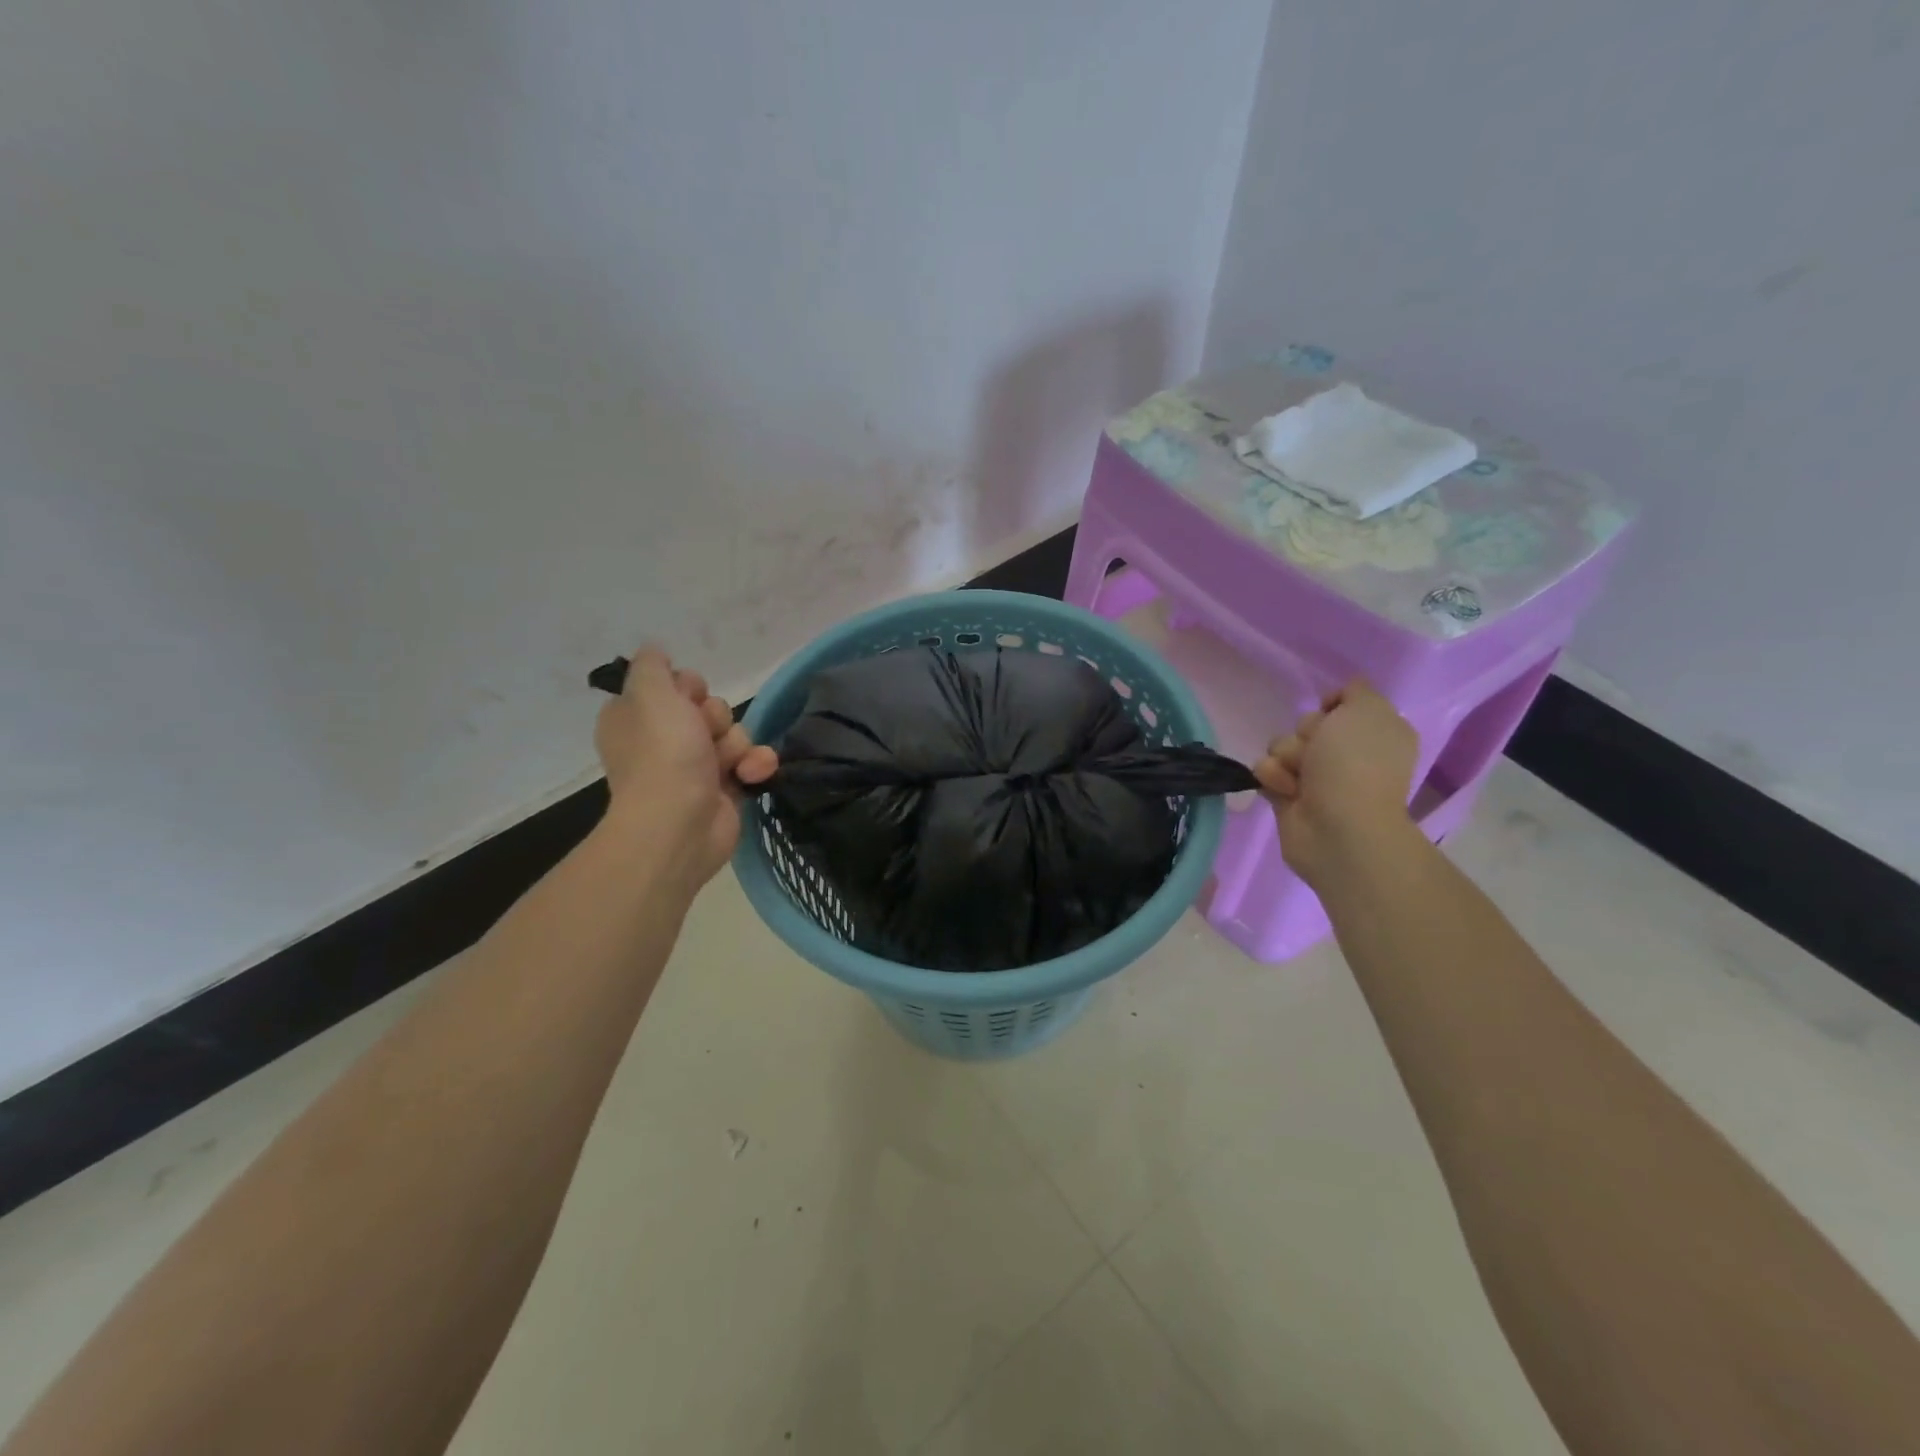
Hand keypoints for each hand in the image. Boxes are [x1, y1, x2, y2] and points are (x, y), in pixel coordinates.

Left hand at [594, 646, 778, 889]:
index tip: (685, 698)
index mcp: (636, 718)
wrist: (681, 823)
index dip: (686, 688)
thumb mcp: (650, 693)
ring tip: (726, 763)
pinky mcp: (724, 789)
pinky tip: (750, 774)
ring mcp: (695, 767)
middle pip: (708, 707)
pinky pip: (750, 762)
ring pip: (734, 733)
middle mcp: (663, 740)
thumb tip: (655, 651)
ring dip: (736, 744)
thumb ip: (652, 665)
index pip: (672, 685)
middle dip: (715, 716)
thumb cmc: (662, 754)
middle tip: (702, 733)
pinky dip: (754, 765)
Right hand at [1253, 678, 1419, 885]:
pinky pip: (1265, 770)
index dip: (1332, 706)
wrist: (1338, 826)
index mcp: (1374, 733)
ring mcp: (1317, 777)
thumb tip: (1337, 699)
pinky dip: (1272, 777)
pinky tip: (1286, 791)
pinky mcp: (1287, 795)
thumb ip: (1357, 691)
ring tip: (1299, 777)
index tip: (1332, 712)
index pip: (1340, 704)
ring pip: (1282, 745)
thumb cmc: (1356, 765)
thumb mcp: (1367, 710)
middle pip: (1307, 723)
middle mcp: (1347, 754)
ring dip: (1286, 756)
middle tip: (1317, 752)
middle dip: (1306, 733)